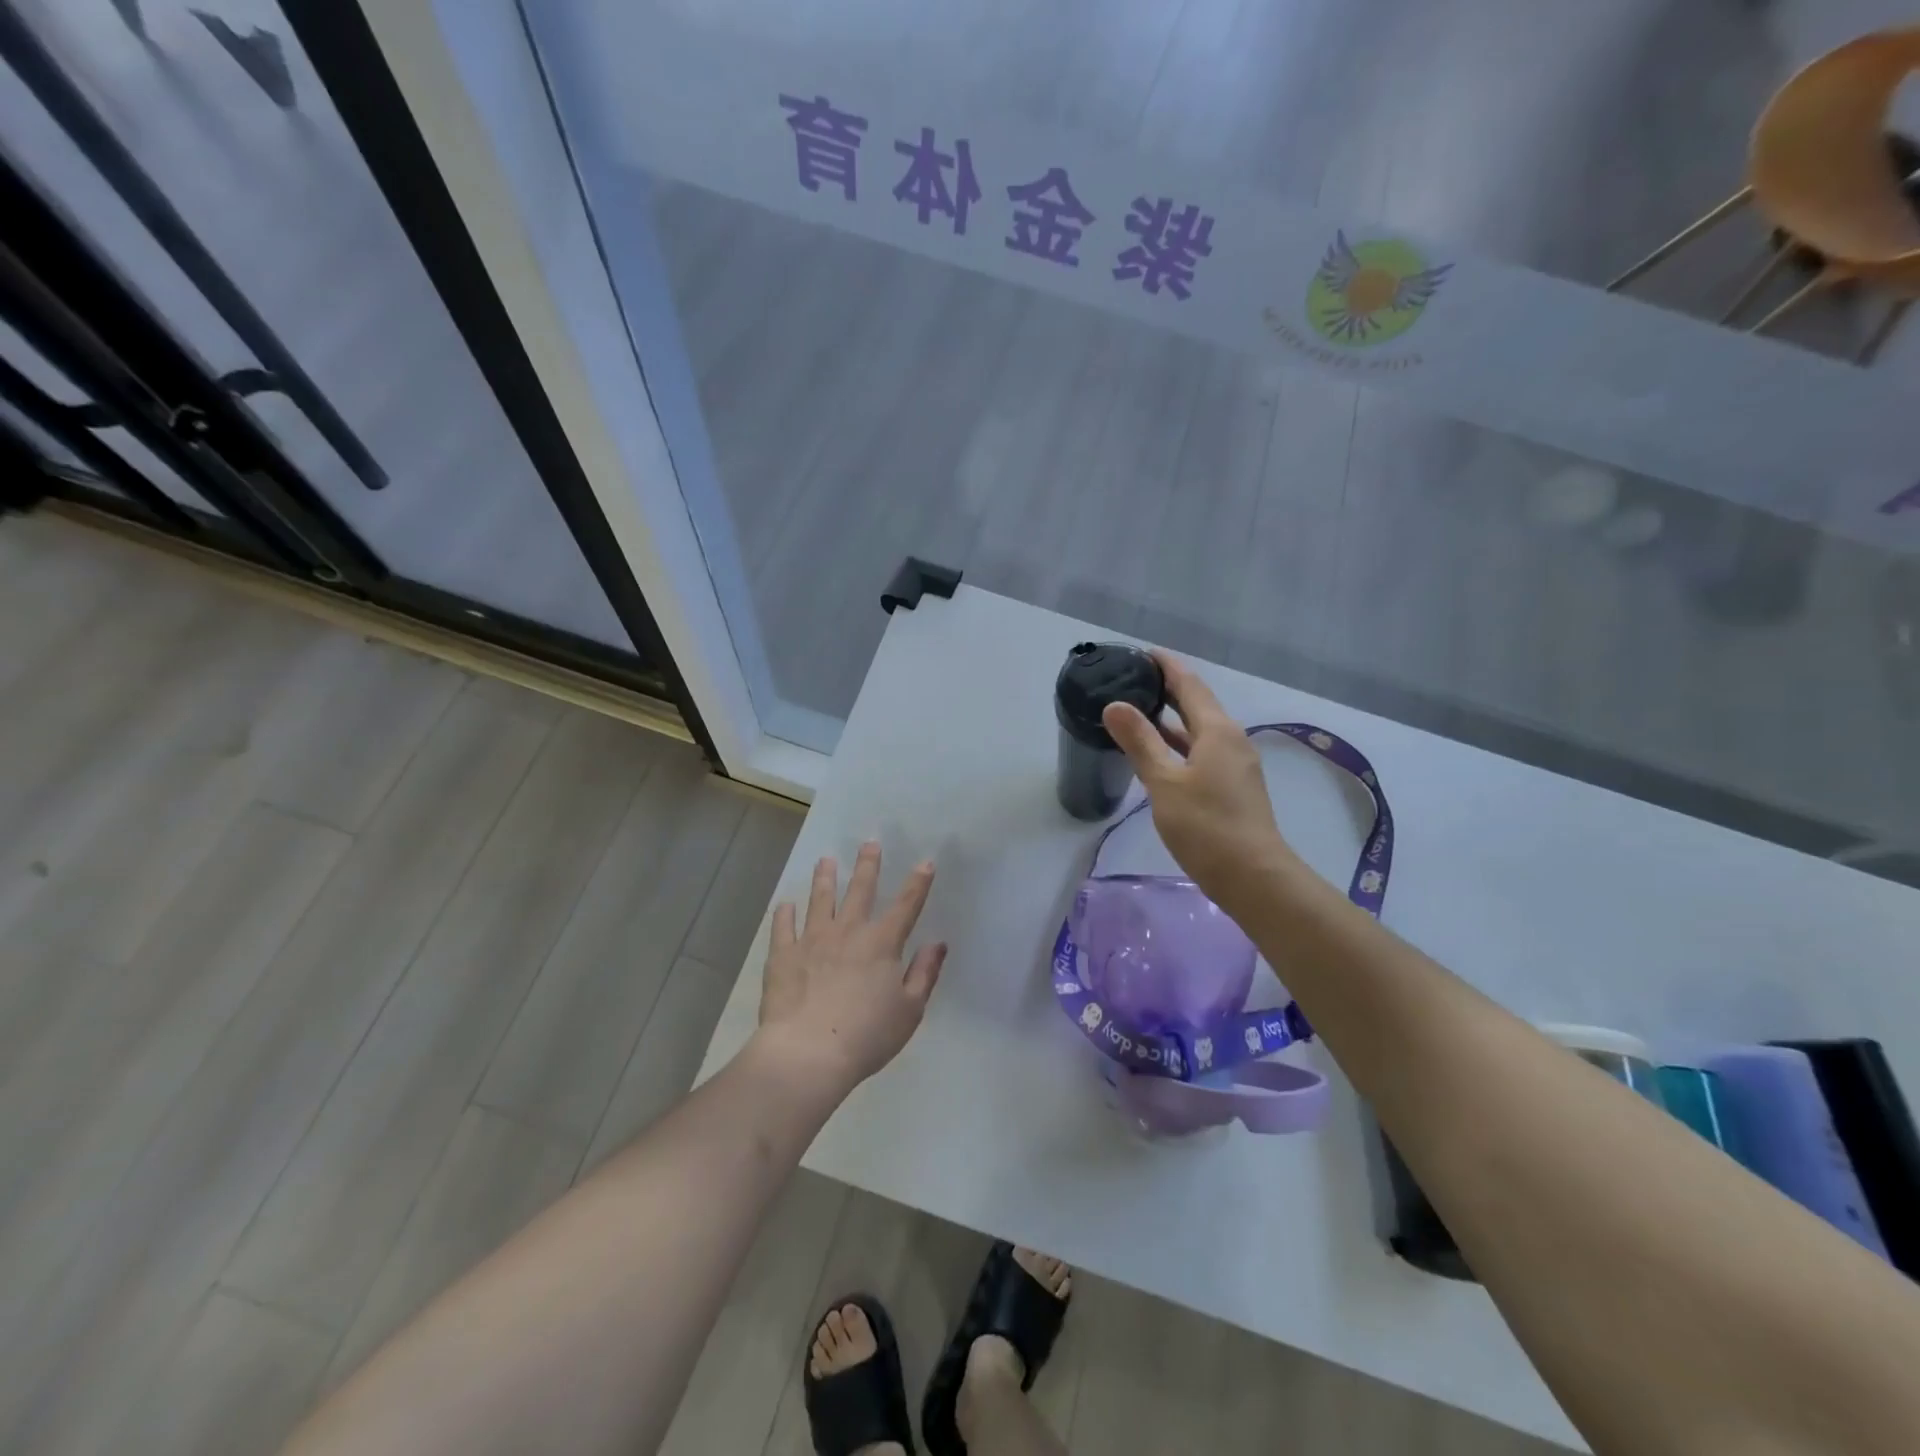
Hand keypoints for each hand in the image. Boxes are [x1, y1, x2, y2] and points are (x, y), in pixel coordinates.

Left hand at [755, 842, 945, 1098]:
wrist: (808, 1053)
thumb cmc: (867, 1036)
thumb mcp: (910, 1010)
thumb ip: (925, 973)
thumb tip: (937, 943)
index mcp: (882, 943)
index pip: (906, 905)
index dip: (918, 883)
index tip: (925, 862)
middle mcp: (848, 931)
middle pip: (860, 890)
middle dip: (867, 865)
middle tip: (869, 843)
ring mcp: (812, 940)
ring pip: (820, 900)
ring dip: (824, 879)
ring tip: (825, 861)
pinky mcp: (783, 955)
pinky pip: (783, 927)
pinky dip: (784, 914)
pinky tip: (785, 905)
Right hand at [1102, 652, 1298, 912]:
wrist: (1252, 876)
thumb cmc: (1205, 826)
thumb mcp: (1164, 782)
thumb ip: (1140, 742)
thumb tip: (1115, 705)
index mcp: (1217, 731)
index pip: (1190, 685)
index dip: (1167, 667)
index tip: (1143, 653)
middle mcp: (1231, 740)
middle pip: (1197, 704)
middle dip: (1169, 689)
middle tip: (1134, 679)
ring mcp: (1235, 765)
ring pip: (1199, 731)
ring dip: (1172, 719)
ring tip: (1139, 711)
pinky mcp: (1232, 787)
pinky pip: (1202, 752)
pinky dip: (1179, 744)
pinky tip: (1158, 754)